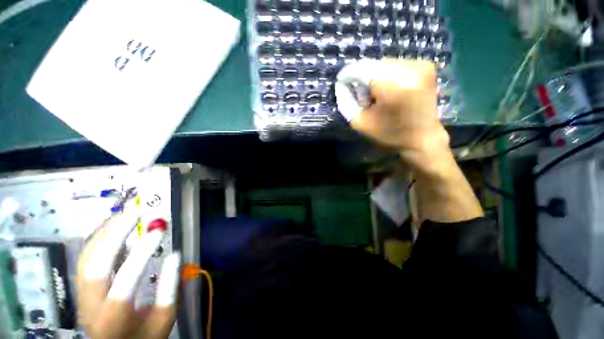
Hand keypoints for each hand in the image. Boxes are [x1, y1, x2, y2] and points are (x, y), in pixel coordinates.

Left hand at [76, 203, 179, 338]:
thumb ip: (169, 289)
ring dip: (104, 233)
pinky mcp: (81, 290)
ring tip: (123, 215)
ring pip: (86, 259)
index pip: (125, 281)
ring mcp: (82, 297)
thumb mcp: (164, 318)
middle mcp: (91, 306)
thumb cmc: (144, 337)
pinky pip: (85, 260)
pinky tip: (110, 228)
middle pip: (95, 266)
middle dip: (115, 235)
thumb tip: (174, 255)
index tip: (159, 231)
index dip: (142, 253)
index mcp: (115, 319)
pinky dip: (97, 240)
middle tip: (136, 213)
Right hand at [337, 59, 450, 173]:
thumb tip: (341, 85)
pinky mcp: (426, 66)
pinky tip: (389, 90)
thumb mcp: (360, 123)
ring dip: (374, 76)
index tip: (342, 84)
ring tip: (377, 95)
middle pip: (372, 64)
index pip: (361, 69)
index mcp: (393, 87)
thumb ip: (346, 102)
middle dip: (362, 78)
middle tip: (363, 97)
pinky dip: (387, 75)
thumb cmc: (389, 134)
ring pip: (383, 63)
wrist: (423, 137)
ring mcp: (420, 65)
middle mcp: (409, 69)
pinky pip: (395, 64)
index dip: (348, 75)